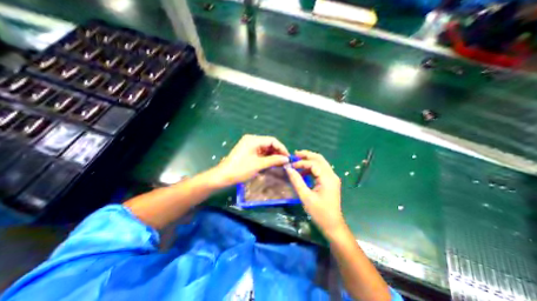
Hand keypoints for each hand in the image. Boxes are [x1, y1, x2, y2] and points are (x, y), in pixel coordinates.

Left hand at [213, 134, 289, 186]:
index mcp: (253, 140)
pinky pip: (260, 151)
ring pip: (265, 148)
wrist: (223, 176)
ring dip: (272, 155)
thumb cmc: (240, 169)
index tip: (288, 157)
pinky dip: (266, 157)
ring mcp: (249, 145)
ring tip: (279, 163)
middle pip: (269, 143)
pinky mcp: (248, 150)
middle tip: (284, 161)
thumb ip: (274, 160)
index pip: (272, 140)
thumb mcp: (259, 165)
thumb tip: (286, 159)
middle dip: (277, 152)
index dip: (281, 148)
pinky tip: (271, 162)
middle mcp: (251, 139)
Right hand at [286, 149, 343, 234]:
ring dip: (309, 160)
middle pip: (319, 159)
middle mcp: (332, 175)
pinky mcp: (330, 181)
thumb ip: (297, 181)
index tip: (291, 165)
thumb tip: (288, 169)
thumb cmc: (319, 212)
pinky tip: (304, 171)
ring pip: (321, 163)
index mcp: (327, 178)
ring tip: (297, 161)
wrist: (332, 224)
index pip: (313, 163)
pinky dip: (312, 167)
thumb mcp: (305, 197)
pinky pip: (321, 169)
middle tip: (295, 154)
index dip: (301, 162)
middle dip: (307, 155)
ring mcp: (332, 178)